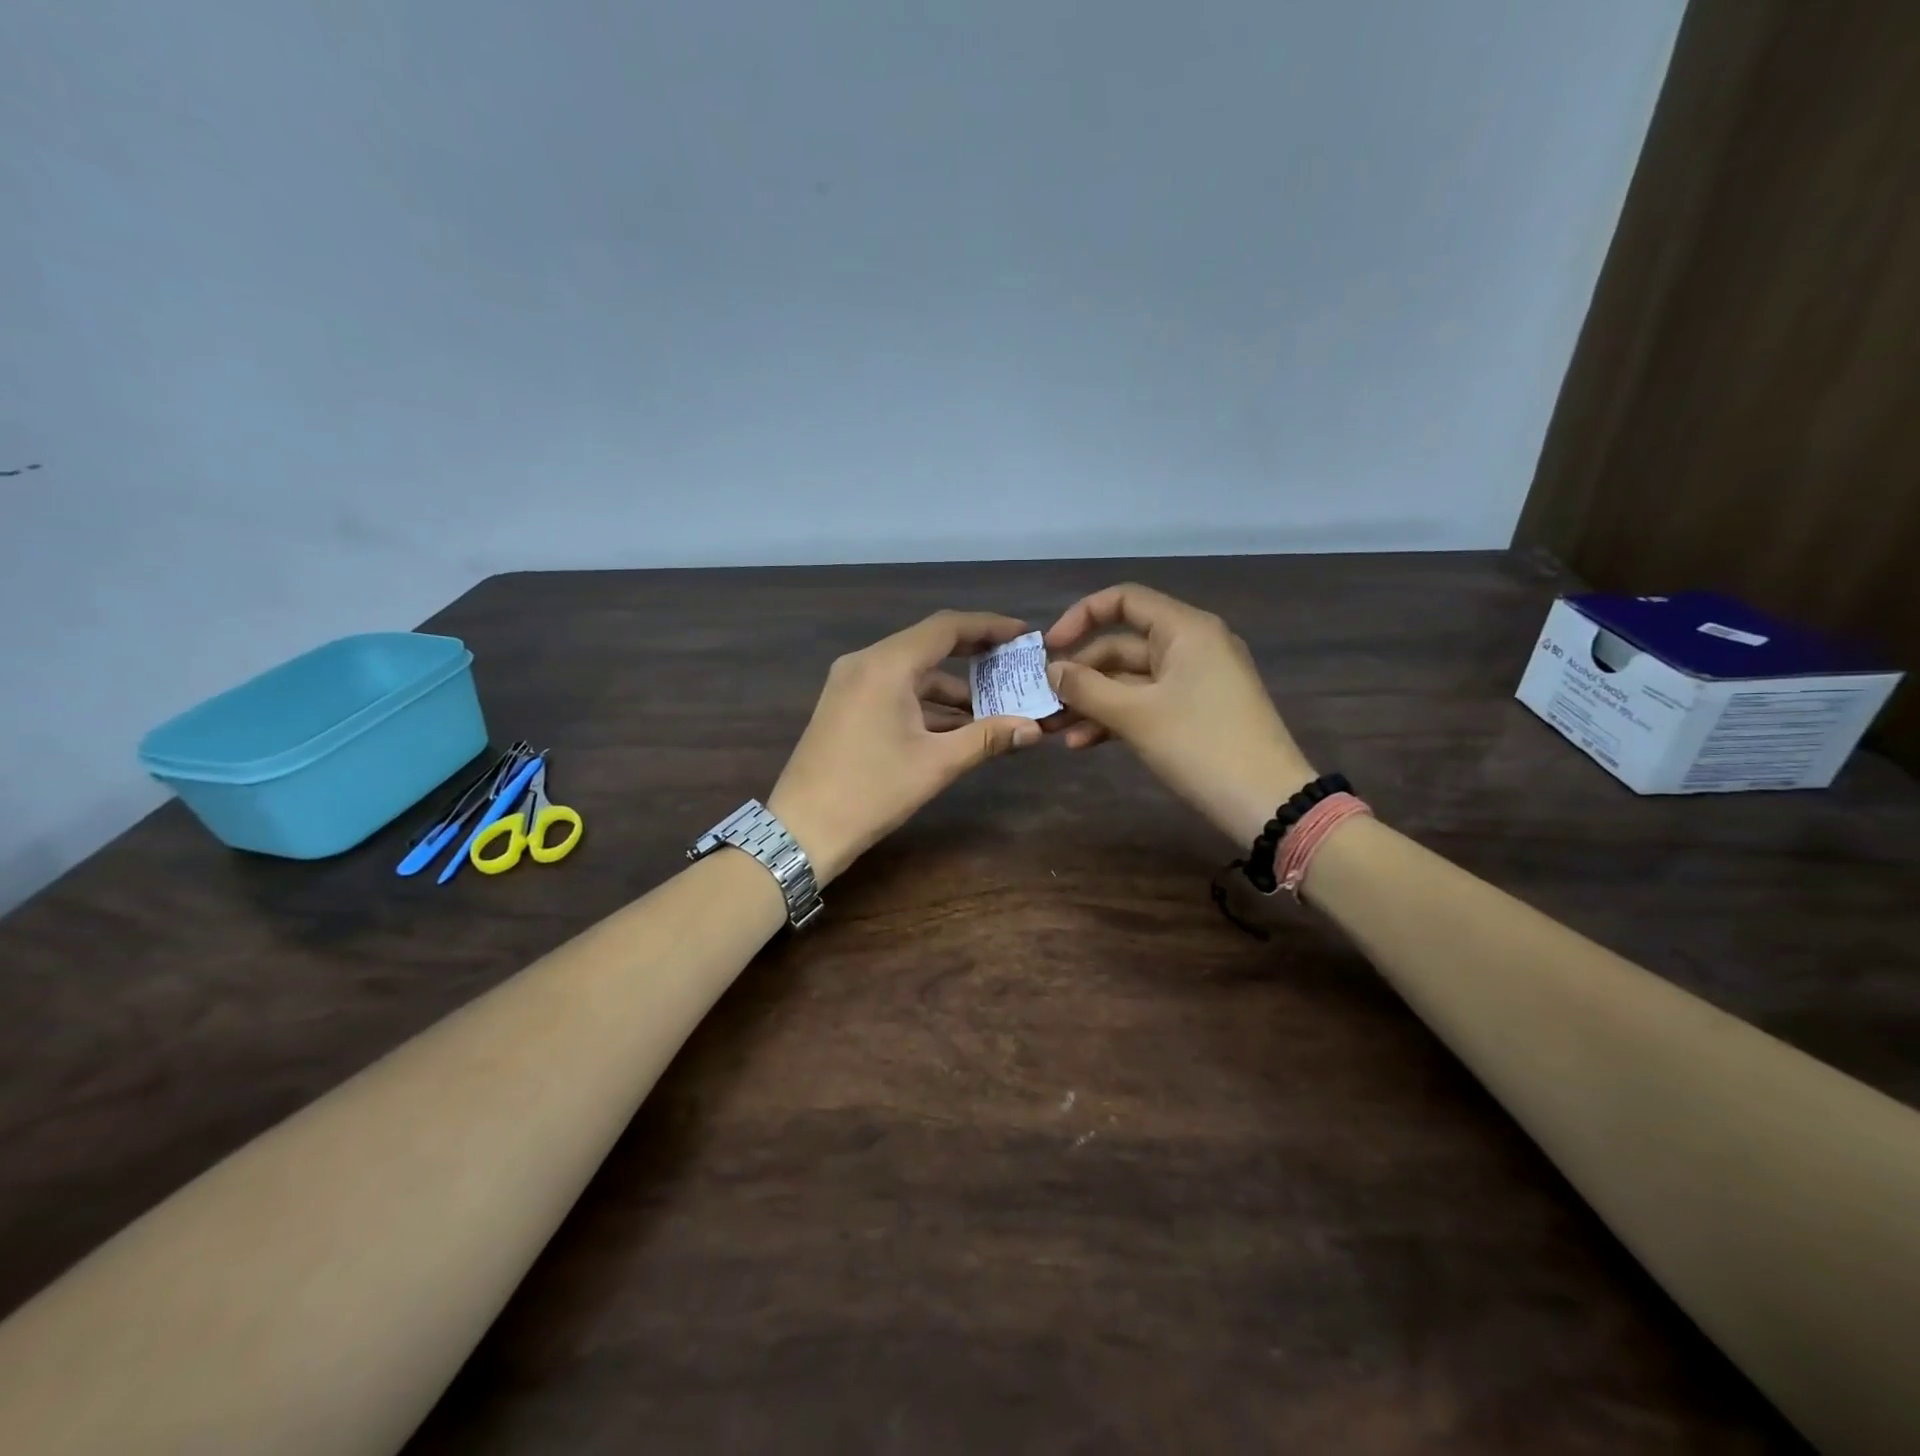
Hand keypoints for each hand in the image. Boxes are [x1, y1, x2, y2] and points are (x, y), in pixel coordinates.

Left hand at [768, 611, 1043, 882]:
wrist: (802, 829)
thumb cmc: (872, 792)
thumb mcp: (936, 764)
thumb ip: (987, 738)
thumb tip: (1034, 728)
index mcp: (886, 665)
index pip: (945, 627)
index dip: (988, 626)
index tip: (1023, 634)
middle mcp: (864, 662)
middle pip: (928, 644)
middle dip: (973, 655)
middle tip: (1013, 664)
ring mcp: (849, 683)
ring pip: (911, 671)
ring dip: (951, 687)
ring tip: (994, 706)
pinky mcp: (844, 704)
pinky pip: (894, 689)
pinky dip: (925, 701)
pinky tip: (955, 725)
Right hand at [1042, 584, 1314, 845]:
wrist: (1268, 803)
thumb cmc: (1201, 746)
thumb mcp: (1136, 715)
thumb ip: (1087, 688)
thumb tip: (1051, 670)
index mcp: (1185, 630)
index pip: (1124, 601)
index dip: (1080, 617)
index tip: (1049, 649)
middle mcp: (1192, 646)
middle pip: (1122, 645)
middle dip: (1081, 674)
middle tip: (1044, 702)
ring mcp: (1195, 681)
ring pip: (1130, 680)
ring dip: (1092, 702)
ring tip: (1055, 730)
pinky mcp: (1196, 713)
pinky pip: (1147, 703)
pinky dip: (1116, 718)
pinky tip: (1083, 744)